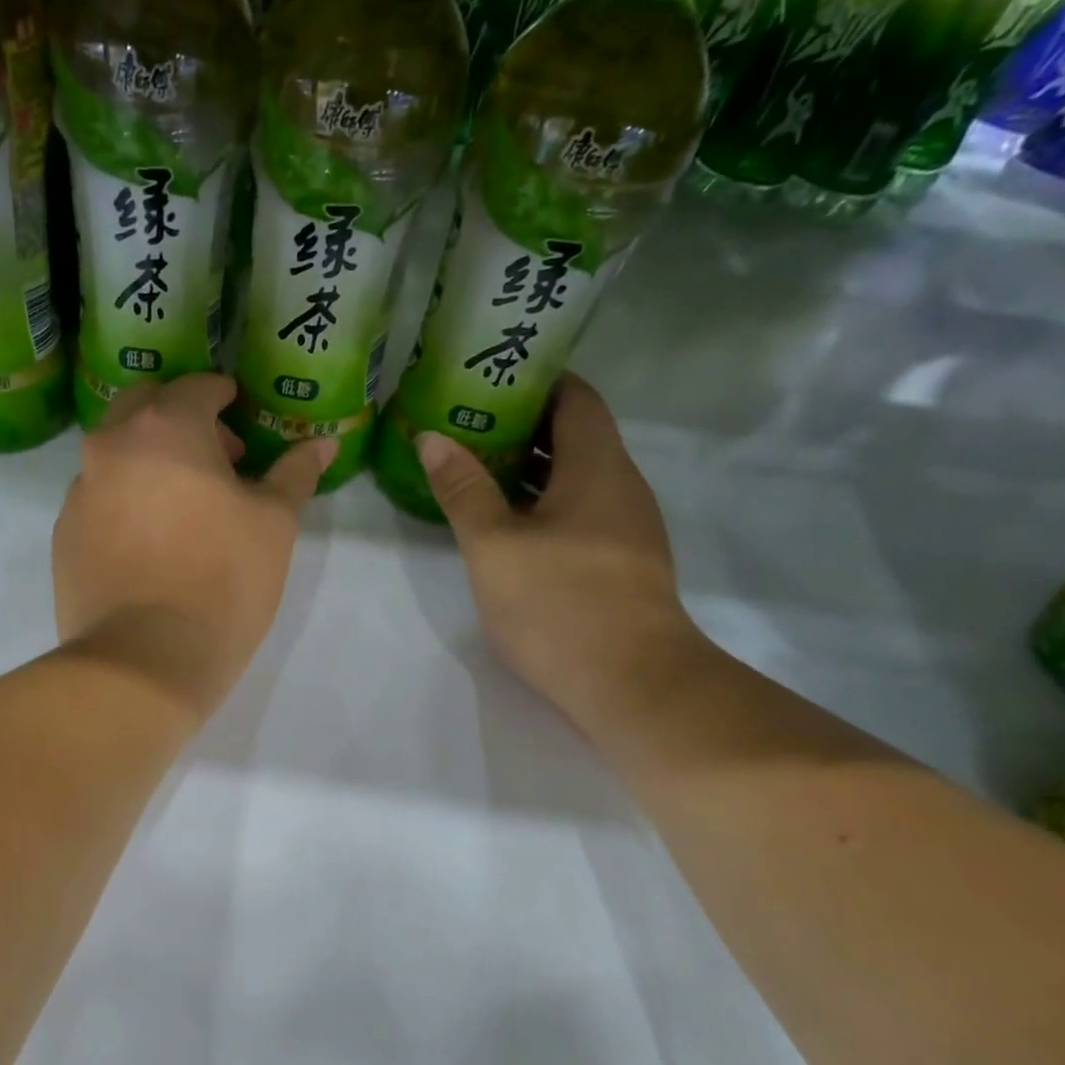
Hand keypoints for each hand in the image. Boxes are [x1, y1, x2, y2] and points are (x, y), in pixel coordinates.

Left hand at [52, 374, 334, 720]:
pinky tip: (150, 539)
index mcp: (165, 428)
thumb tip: (323, 443)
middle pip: (144, 406)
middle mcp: (111, 445)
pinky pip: (98, 496)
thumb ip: (295, 473)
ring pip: (115, 452)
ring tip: (183, 501)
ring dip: (148, 457)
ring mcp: (79, 490)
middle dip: (180, 416)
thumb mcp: (274, 525)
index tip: (238, 409)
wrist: (143, 660)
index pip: (196, 387)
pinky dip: (124, 498)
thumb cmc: (222, 580)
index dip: (223, 394)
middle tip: (215, 455)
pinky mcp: (63, 534)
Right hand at [416, 375, 701, 721]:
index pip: (576, 397)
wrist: (631, 684)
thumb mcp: (493, 544)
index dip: (537, 381)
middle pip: (575, 435)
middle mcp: (620, 486)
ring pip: (575, 478)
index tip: (489, 380)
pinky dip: (541, 503)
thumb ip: (463, 488)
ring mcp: (625, 528)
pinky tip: (503, 522)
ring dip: (528, 468)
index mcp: (597, 466)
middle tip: (463, 423)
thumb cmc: (559, 602)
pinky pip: (579, 512)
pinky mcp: (619, 563)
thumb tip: (432, 437)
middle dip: (521, 424)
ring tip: (473, 467)